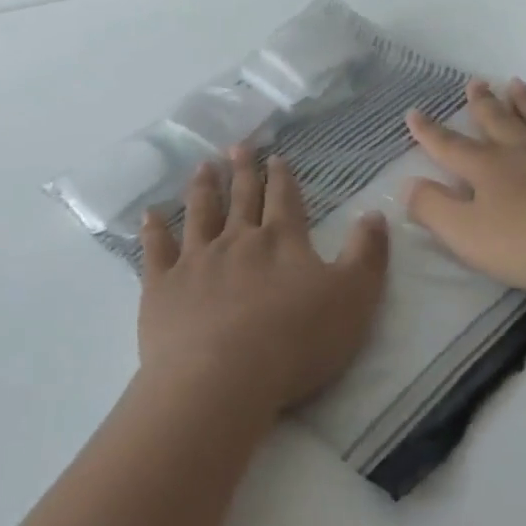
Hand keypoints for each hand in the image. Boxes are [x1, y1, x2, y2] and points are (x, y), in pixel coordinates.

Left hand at [139, 144, 390, 419]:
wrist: (221, 379)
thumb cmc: (295, 341)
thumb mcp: (353, 298)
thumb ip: (366, 254)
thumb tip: (375, 213)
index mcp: (281, 241)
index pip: (284, 199)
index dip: (282, 177)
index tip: (276, 157)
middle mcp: (237, 240)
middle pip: (242, 198)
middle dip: (243, 171)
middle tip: (238, 146)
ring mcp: (196, 260)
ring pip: (200, 214)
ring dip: (203, 189)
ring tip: (203, 166)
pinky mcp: (162, 286)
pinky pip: (156, 250)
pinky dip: (153, 230)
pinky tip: (150, 215)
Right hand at [404, 78, 525, 293]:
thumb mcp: (469, 236)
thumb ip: (434, 209)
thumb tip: (407, 185)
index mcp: (488, 169)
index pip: (450, 147)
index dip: (429, 132)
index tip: (414, 113)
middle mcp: (524, 148)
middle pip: (497, 121)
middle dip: (482, 103)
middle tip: (474, 83)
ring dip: (525, 100)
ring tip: (515, 83)